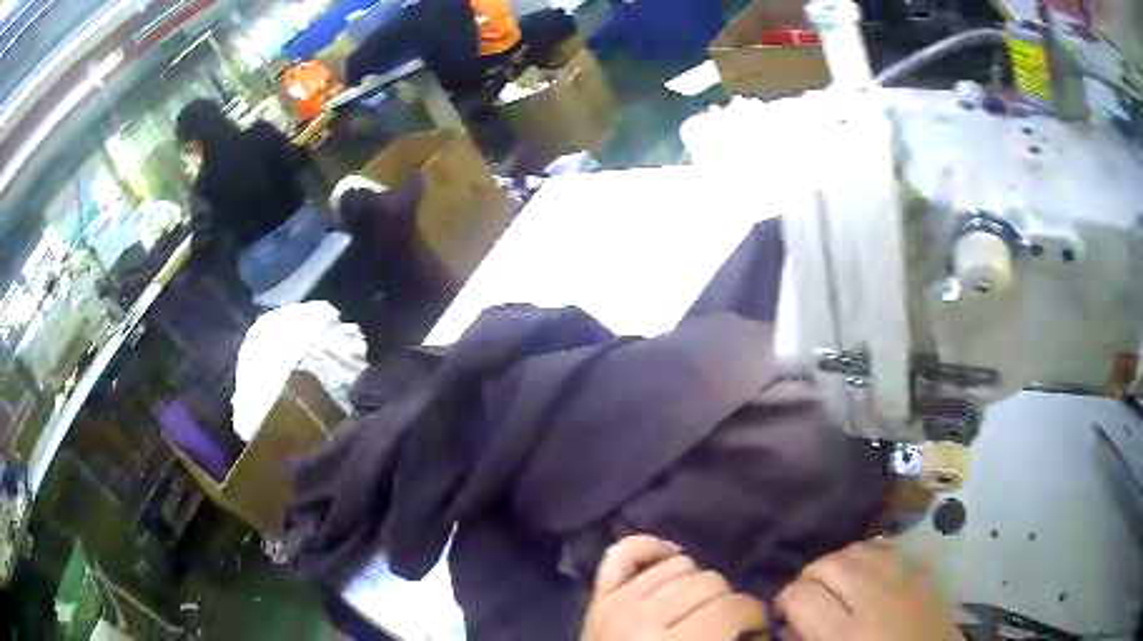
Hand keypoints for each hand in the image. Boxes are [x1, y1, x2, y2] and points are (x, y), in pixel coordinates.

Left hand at [582, 535, 767, 640]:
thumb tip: (761, 629)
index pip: (732, 609)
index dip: (755, 615)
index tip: (756, 630)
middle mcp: (644, 619)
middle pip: (709, 581)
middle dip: (728, 600)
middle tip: (726, 623)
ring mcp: (618, 603)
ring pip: (678, 564)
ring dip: (696, 580)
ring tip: (698, 605)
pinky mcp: (599, 596)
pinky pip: (623, 552)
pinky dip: (650, 549)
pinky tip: (670, 559)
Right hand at [776, 541, 962, 640]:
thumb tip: (788, 624)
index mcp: (848, 633)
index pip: (801, 595)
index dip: (783, 603)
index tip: (783, 616)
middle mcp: (876, 596)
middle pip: (828, 563)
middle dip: (809, 579)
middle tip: (807, 602)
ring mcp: (904, 577)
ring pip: (857, 548)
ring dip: (838, 564)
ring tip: (836, 587)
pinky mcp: (923, 570)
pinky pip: (887, 547)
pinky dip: (869, 557)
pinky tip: (867, 576)